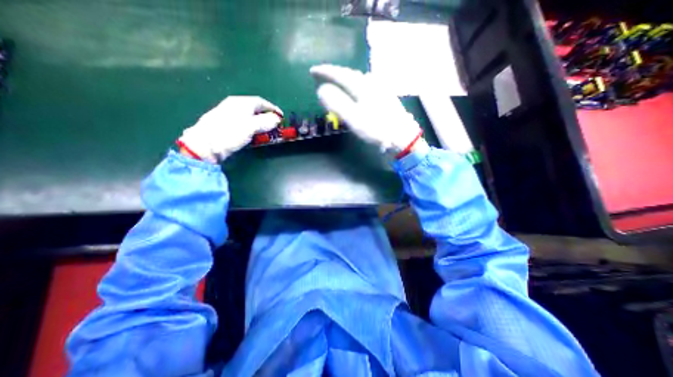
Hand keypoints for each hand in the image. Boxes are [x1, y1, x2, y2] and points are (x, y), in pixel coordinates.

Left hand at [178, 96, 280, 161]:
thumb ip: (266, 122)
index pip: (261, 102)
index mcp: (241, 103)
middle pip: (256, 109)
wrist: (206, 145)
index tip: (282, 116)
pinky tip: (255, 135)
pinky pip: (245, 124)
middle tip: (276, 126)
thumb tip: (277, 119)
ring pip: (251, 117)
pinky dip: (253, 128)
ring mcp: (230, 115)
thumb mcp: (251, 126)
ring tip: (268, 132)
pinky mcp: (227, 125)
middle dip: (268, 117)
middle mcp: (235, 106)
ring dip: (261, 124)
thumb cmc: (229, 133)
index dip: (273, 109)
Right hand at [309, 65, 419, 154]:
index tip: (312, 71)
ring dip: (344, 79)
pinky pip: (364, 86)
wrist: (402, 137)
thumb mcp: (354, 118)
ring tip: (335, 82)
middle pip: (349, 74)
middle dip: (334, 74)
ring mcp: (379, 88)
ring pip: (357, 79)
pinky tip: (355, 90)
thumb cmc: (377, 129)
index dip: (325, 71)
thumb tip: (322, 90)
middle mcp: (371, 82)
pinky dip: (354, 86)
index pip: (339, 73)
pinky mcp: (384, 96)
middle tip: (321, 76)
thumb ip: (337, 103)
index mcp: (362, 86)